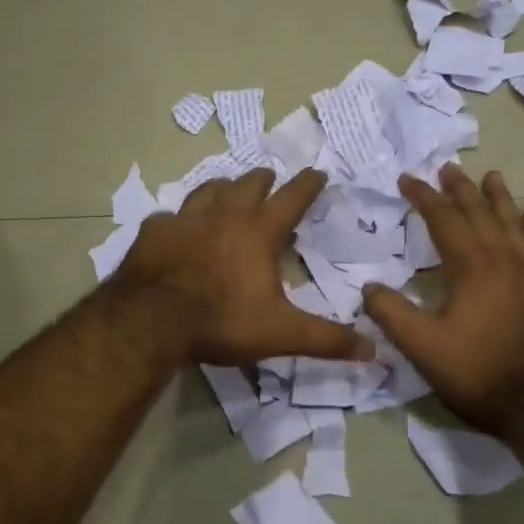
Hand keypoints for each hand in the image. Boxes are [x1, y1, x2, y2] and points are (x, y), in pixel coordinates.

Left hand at [115, 168, 371, 366]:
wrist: (151, 320)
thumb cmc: (222, 321)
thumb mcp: (281, 334)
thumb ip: (327, 340)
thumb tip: (372, 351)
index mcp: (259, 232)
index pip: (292, 197)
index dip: (308, 184)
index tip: (318, 173)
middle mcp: (224, 215)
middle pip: (249, 184)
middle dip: (264, 179)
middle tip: (270, 179)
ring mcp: (185, 218)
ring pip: (209, 189)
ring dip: (223, 188)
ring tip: (228, 191)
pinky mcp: (154, 231)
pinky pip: (169, 216)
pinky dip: (178, 219)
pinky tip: (176, 227)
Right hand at [361, 165, 523, 434]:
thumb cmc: (476, 371)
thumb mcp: (421, 346)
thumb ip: (391, 313)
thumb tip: (369, 288)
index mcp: (470, 267)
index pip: (443, 220)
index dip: (424, 198)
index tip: (408, 179)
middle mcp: (503, 259)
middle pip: (480, 213)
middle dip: (460, 189)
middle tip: (447, 168)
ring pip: (513, 224)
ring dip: (499, 198)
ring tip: (491, 176)